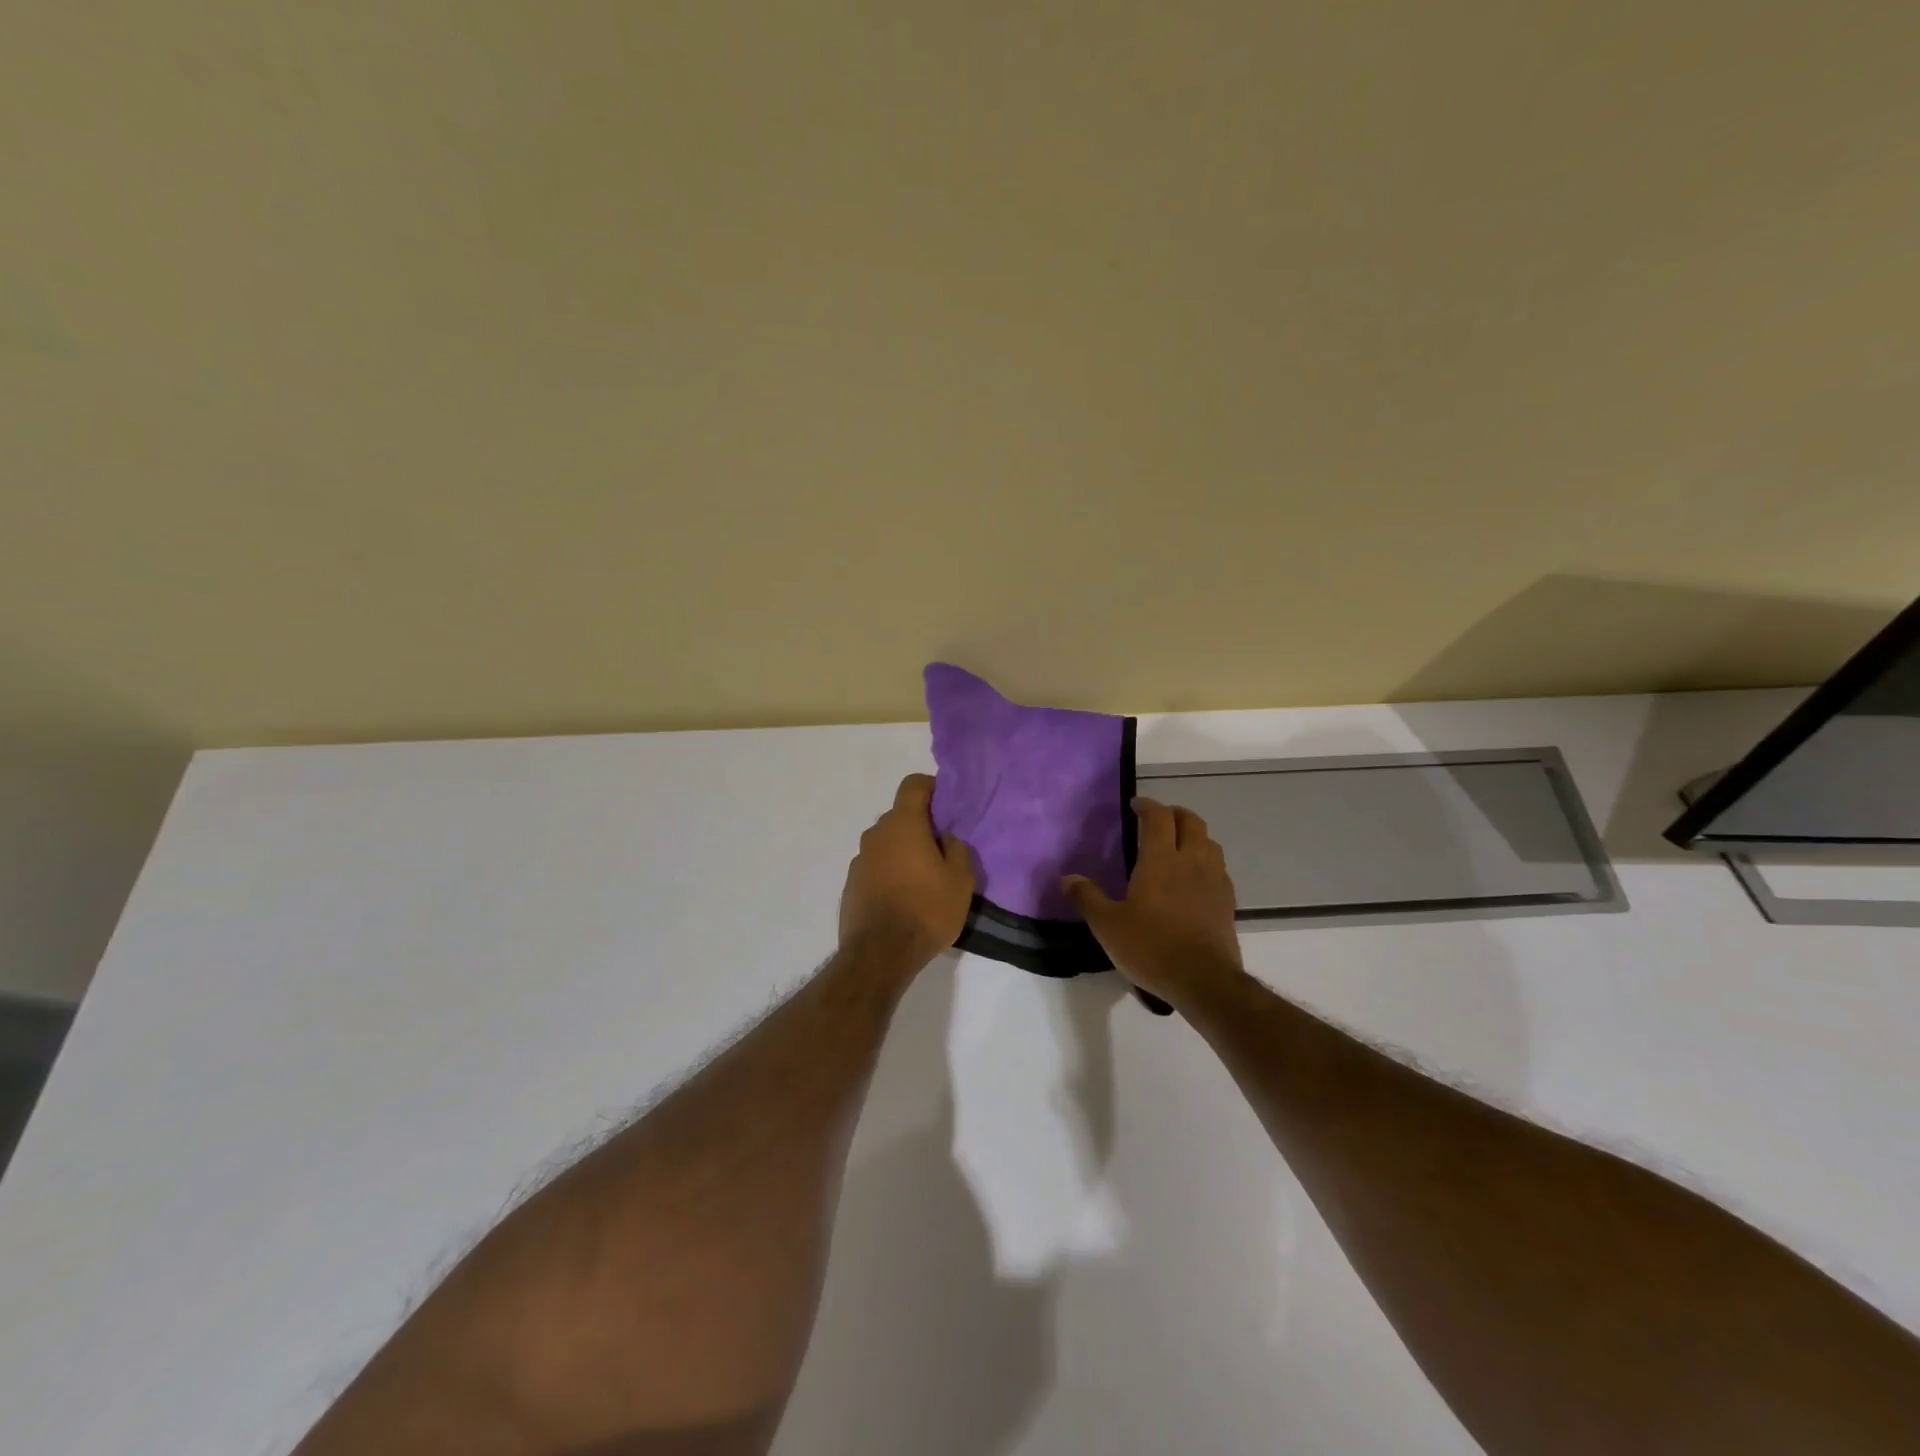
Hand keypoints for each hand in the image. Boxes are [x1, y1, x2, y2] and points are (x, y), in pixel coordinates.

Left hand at [839, 774, 974, 969]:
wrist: (880, 953)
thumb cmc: (927, 910)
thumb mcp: (961, 880)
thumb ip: (958, 849)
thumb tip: (946, 837)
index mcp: (903, 824)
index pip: (913, 784)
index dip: (931, 788)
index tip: (945, 806)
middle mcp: (876, 834)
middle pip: (899, 816)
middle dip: (919, 826)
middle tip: (941, 850)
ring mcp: (859, 859)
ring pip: (886, 843)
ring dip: (902, 851)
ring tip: (922, 880)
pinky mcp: (850, 884)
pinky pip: (874, 867)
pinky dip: (888, 873)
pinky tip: (901, 899)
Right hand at [1064, 797, 1242, 1004]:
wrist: (1203, 980)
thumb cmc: (1150, 947)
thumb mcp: (1107, 925)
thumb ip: (1087, 898)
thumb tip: (1067, 878)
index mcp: (1160, 859)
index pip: (1158, 817)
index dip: (1147, 806)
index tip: (1136, 805)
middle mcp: (1191, 861)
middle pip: (1191, 822)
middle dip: (1174, 813)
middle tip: (1158, 818)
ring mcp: (1214, 880)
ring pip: (1209, 842)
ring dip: (1194, 835)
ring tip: (1179, 844)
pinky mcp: (1227, 902)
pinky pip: (1219, 868)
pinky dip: (1207, 861)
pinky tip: (1196, 878)